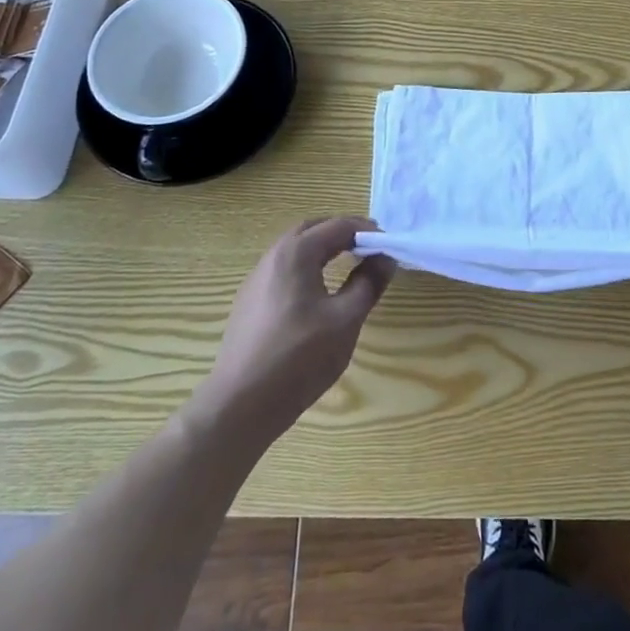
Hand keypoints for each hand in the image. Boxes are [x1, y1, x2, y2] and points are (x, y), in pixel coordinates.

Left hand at [198, 217, 394, 444]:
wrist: (240, 405)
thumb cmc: (300, 357)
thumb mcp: (346, 319)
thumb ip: (368, 283)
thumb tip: (385, 257)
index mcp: (296, 253)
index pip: (337, 226)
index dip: (366, 231)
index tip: (388, 244)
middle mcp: (272, 257)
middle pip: (312, 230)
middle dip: (342, 233)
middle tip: (368, 248)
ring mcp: (255, 280)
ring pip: (294, 250)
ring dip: (322, 249)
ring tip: (348, 266)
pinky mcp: (248, 303)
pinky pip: (283, 271)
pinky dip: (306, 268)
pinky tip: (318, 294)